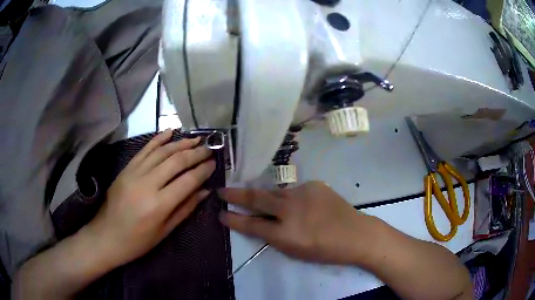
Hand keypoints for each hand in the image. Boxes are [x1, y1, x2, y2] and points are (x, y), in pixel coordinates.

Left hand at [85, 129, 215, 267]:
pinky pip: (144, 149)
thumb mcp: (165, 231)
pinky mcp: (126, 168)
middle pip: (176, 161)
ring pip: (162, 151)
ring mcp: (134, 173)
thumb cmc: (138, 241)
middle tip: (209, 149)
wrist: (107, 235)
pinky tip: (170, 131)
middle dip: (195, 153)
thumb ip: (185, 208)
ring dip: (180, 143)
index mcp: (159, 205)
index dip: (203, 171)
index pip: (187, 180)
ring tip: (195, 140)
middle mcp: (147, 184)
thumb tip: (205, 191)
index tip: (214, 164)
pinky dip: (158, 139)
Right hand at [219, 181, 372, 263]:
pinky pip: (294, 192)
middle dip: (236, 195)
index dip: (233, 219)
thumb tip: (259, 223)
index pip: (251, 224)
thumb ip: (274, 237)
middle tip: (222, 191)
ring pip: (275, 193)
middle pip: (257, 198)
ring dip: (266, 197)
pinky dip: (289, 199)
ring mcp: (303, 193)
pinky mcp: (314, 185)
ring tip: (260, 200)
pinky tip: (299, 206)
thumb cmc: (325, 250)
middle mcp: (291, 209)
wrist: (356, 234)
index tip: (220, 213)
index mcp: (285, 233)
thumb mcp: (295, 251)